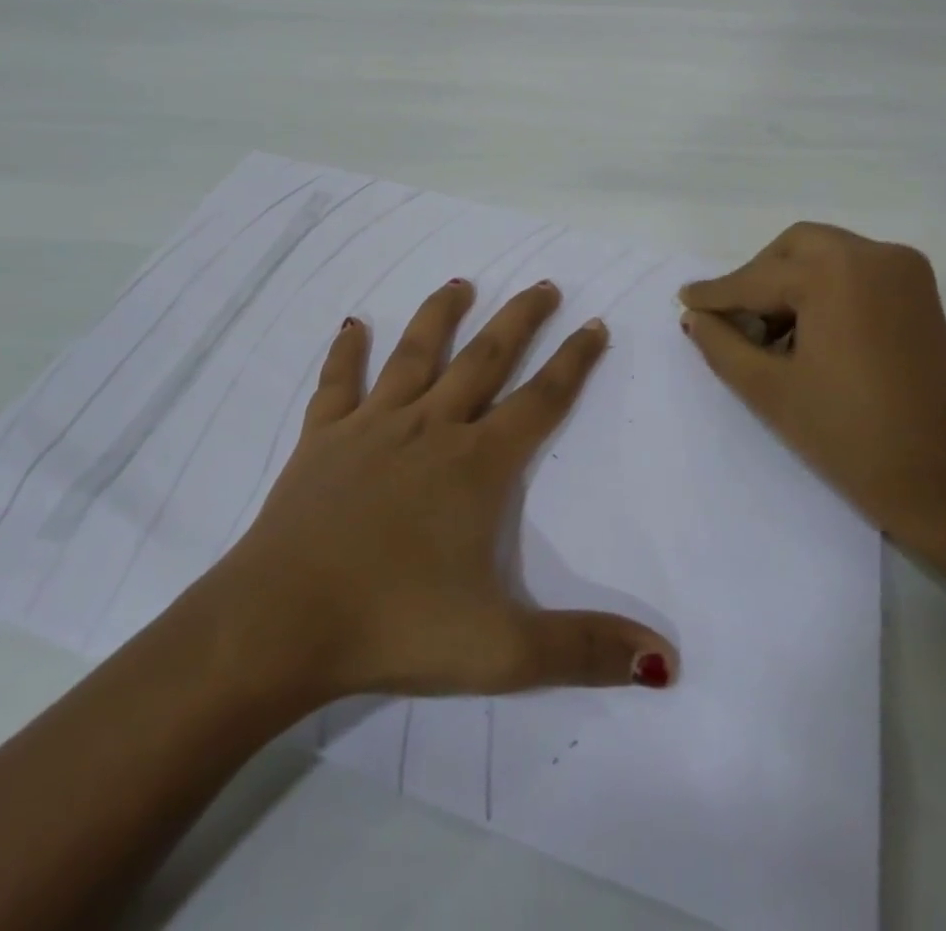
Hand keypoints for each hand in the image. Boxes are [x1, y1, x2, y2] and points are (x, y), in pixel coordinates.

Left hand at [223, 278, 676, 702]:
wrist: (279, 625)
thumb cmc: (394, 628)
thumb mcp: (501, 652)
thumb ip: (584, 650)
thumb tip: (666, 662)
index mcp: (477, 465)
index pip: (541, 399)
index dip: (574, 361)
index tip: (595, 324)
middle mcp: (431, 428)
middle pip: (486, 358)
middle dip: (519, 319)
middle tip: (543, 284)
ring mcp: (372, 427)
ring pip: (415, 354)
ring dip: (440, 315)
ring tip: (460, 283)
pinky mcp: (322, 439)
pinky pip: (338, 383)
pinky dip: (346, 352)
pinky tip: (353, 324)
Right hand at [679, 224, 945, 555]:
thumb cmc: (853, 438)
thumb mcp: (771, 391)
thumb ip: (723, 345)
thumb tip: (696, 317)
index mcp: (836, 273)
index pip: (758, 278)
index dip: (717, 293)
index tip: (684, 299)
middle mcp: (874, 256)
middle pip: (795, 249)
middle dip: (757, 278)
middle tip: (732, 320)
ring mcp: (906, 274)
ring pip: (827, 257)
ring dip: (791, 284)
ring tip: (768, 337)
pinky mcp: (922, 298)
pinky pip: (856, 274)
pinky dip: (824, 292)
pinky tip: (806, 336)